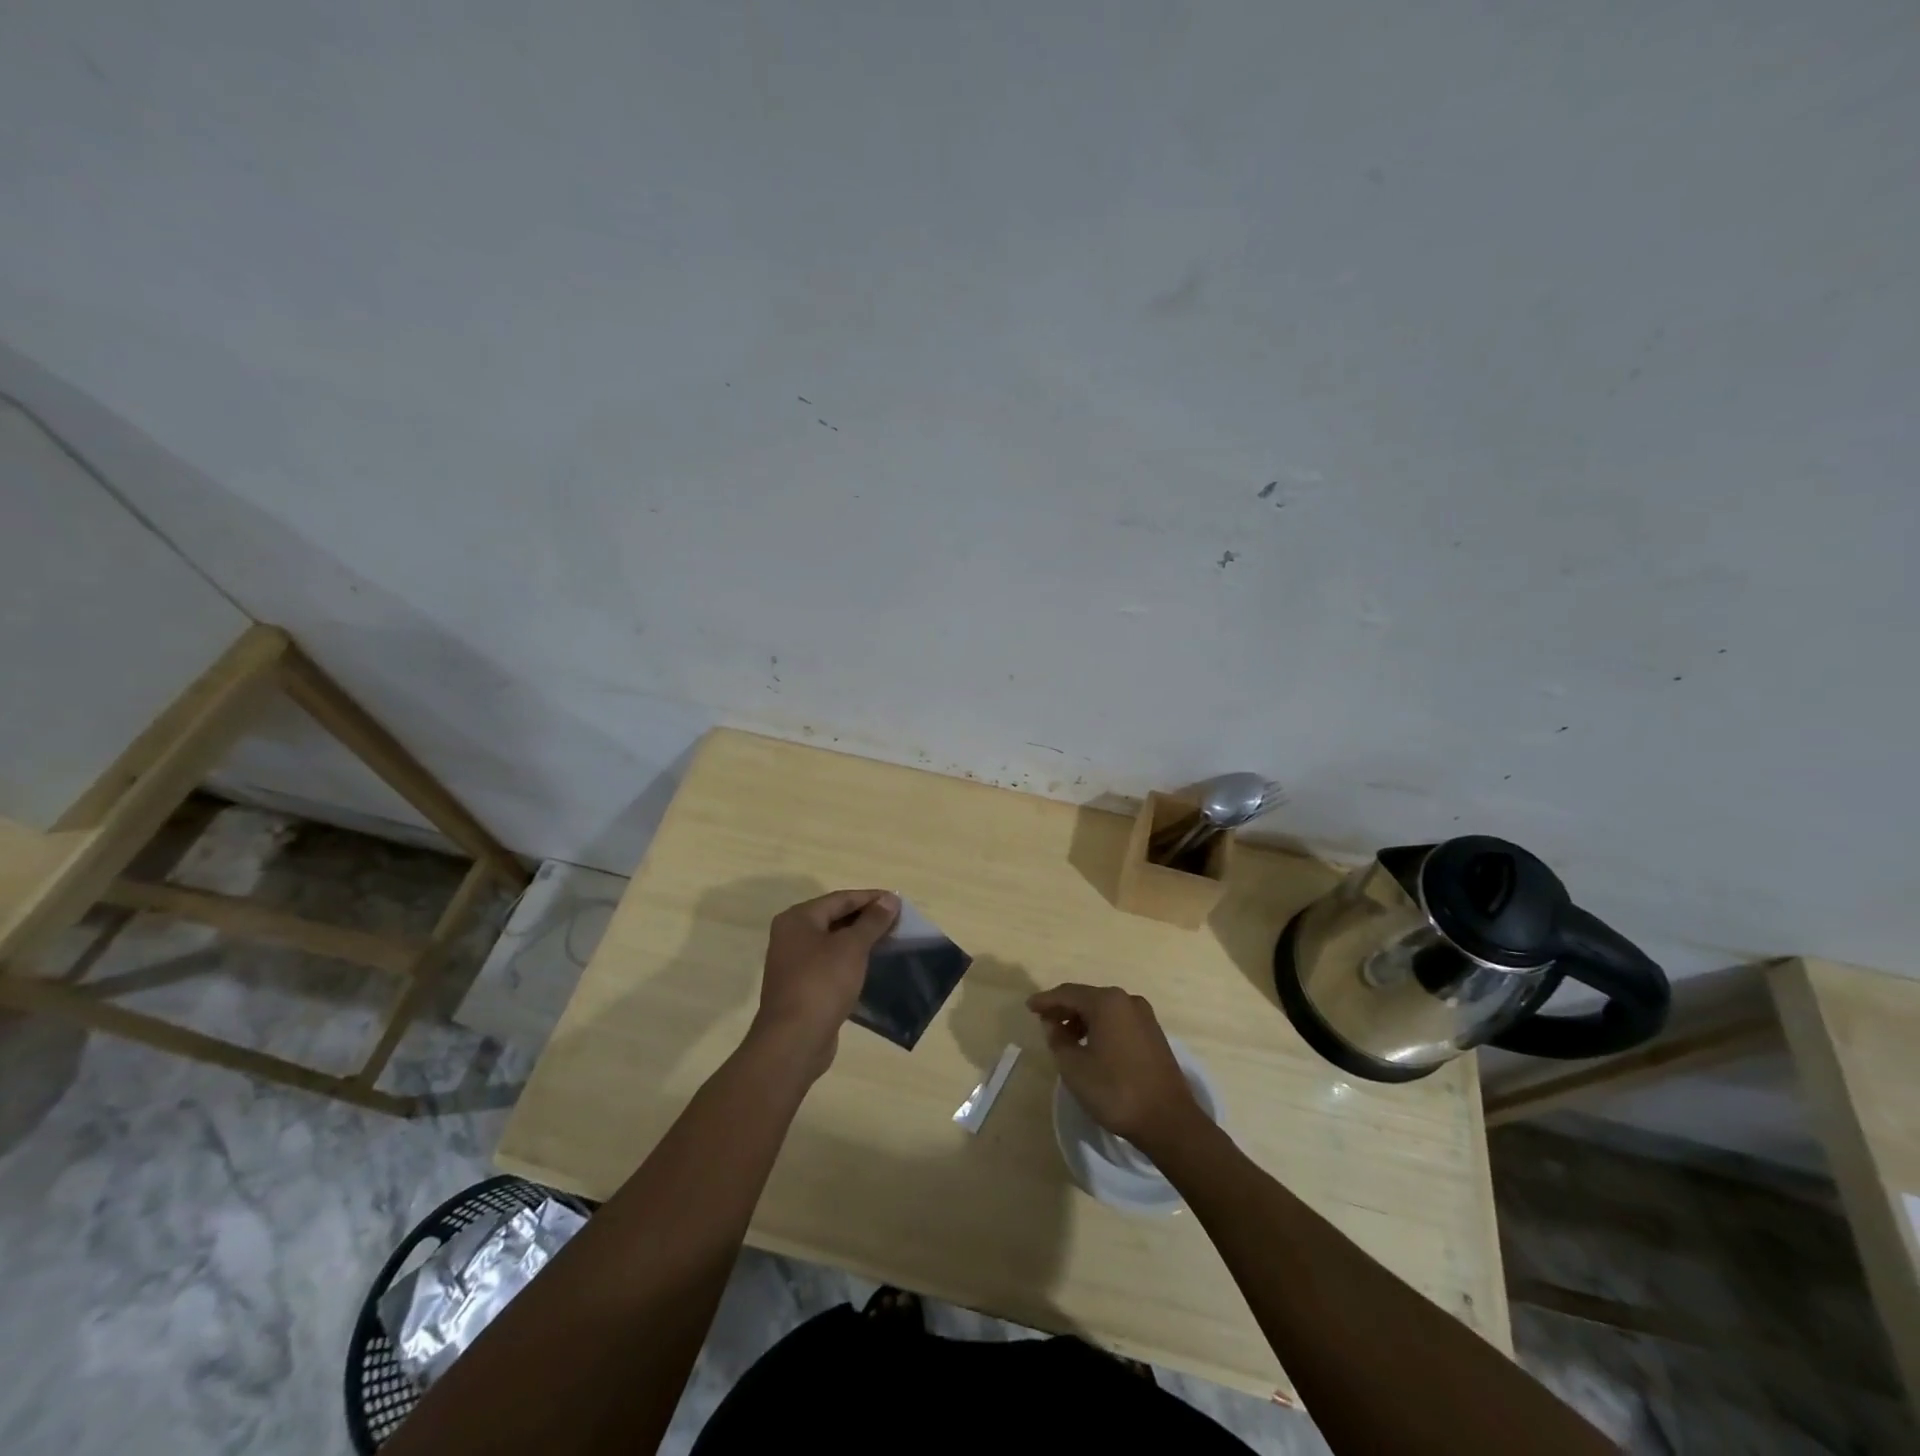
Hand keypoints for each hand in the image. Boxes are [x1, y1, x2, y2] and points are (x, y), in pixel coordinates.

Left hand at [751, 889, 898, 1079]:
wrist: (794, 1041)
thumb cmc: (822, 983)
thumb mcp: (852, 947)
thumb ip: (872, 921)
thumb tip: (890, 899)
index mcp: (798, 918)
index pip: (840, 898)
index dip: (871, 898)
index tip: (899, 902)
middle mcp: (791, 936)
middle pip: (835, 918)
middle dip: (867, 918)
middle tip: (897, 922)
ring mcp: (794, 963)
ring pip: (833, 942)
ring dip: (860, 940)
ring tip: (890, 941)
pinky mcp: (802, 987)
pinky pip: (830, 964)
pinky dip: (851, 960)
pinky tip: (871, 965)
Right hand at [1027, 983, 1201, 1154]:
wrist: (1168, 1120)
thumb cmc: (1115, 1090)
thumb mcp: (1074, 1067)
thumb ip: (1057, 1039)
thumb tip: (1053, 1023)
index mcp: (1107, 1002)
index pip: (1068, 993)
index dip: (1046, 1000)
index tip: (1028, 1007)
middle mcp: (1127, 1000)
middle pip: (1087, 998)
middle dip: (1064, 1009)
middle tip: (1045, 1022)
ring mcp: (1144, 1016)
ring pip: (1104, 1010)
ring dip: (1082, 1020)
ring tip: (1066, 1038)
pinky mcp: (1153, 1033)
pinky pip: (1119, 1021)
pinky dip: (1101, 1027)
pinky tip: (1091, 1045)